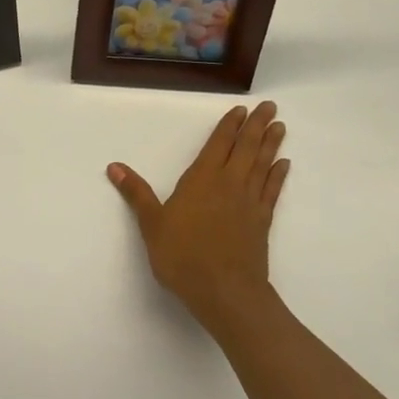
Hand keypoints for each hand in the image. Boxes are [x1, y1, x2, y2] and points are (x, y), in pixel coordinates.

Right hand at [108, 101, 290, 332]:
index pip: (218, 144)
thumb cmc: (183, 256)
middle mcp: (229, 183)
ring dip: (271, 144)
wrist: (225, 292)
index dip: (230, 126)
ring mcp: (249, 202)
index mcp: (202, 179)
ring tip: (280, 126)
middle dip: (257, 126)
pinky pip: (272, 191)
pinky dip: (278, 175)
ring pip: (263, 165)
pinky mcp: (262, 221)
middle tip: (270, 106)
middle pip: (246, 148)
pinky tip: (284, 165)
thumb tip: (114, 167)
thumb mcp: (152, 224)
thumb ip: (136, 194)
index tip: (241, 110)